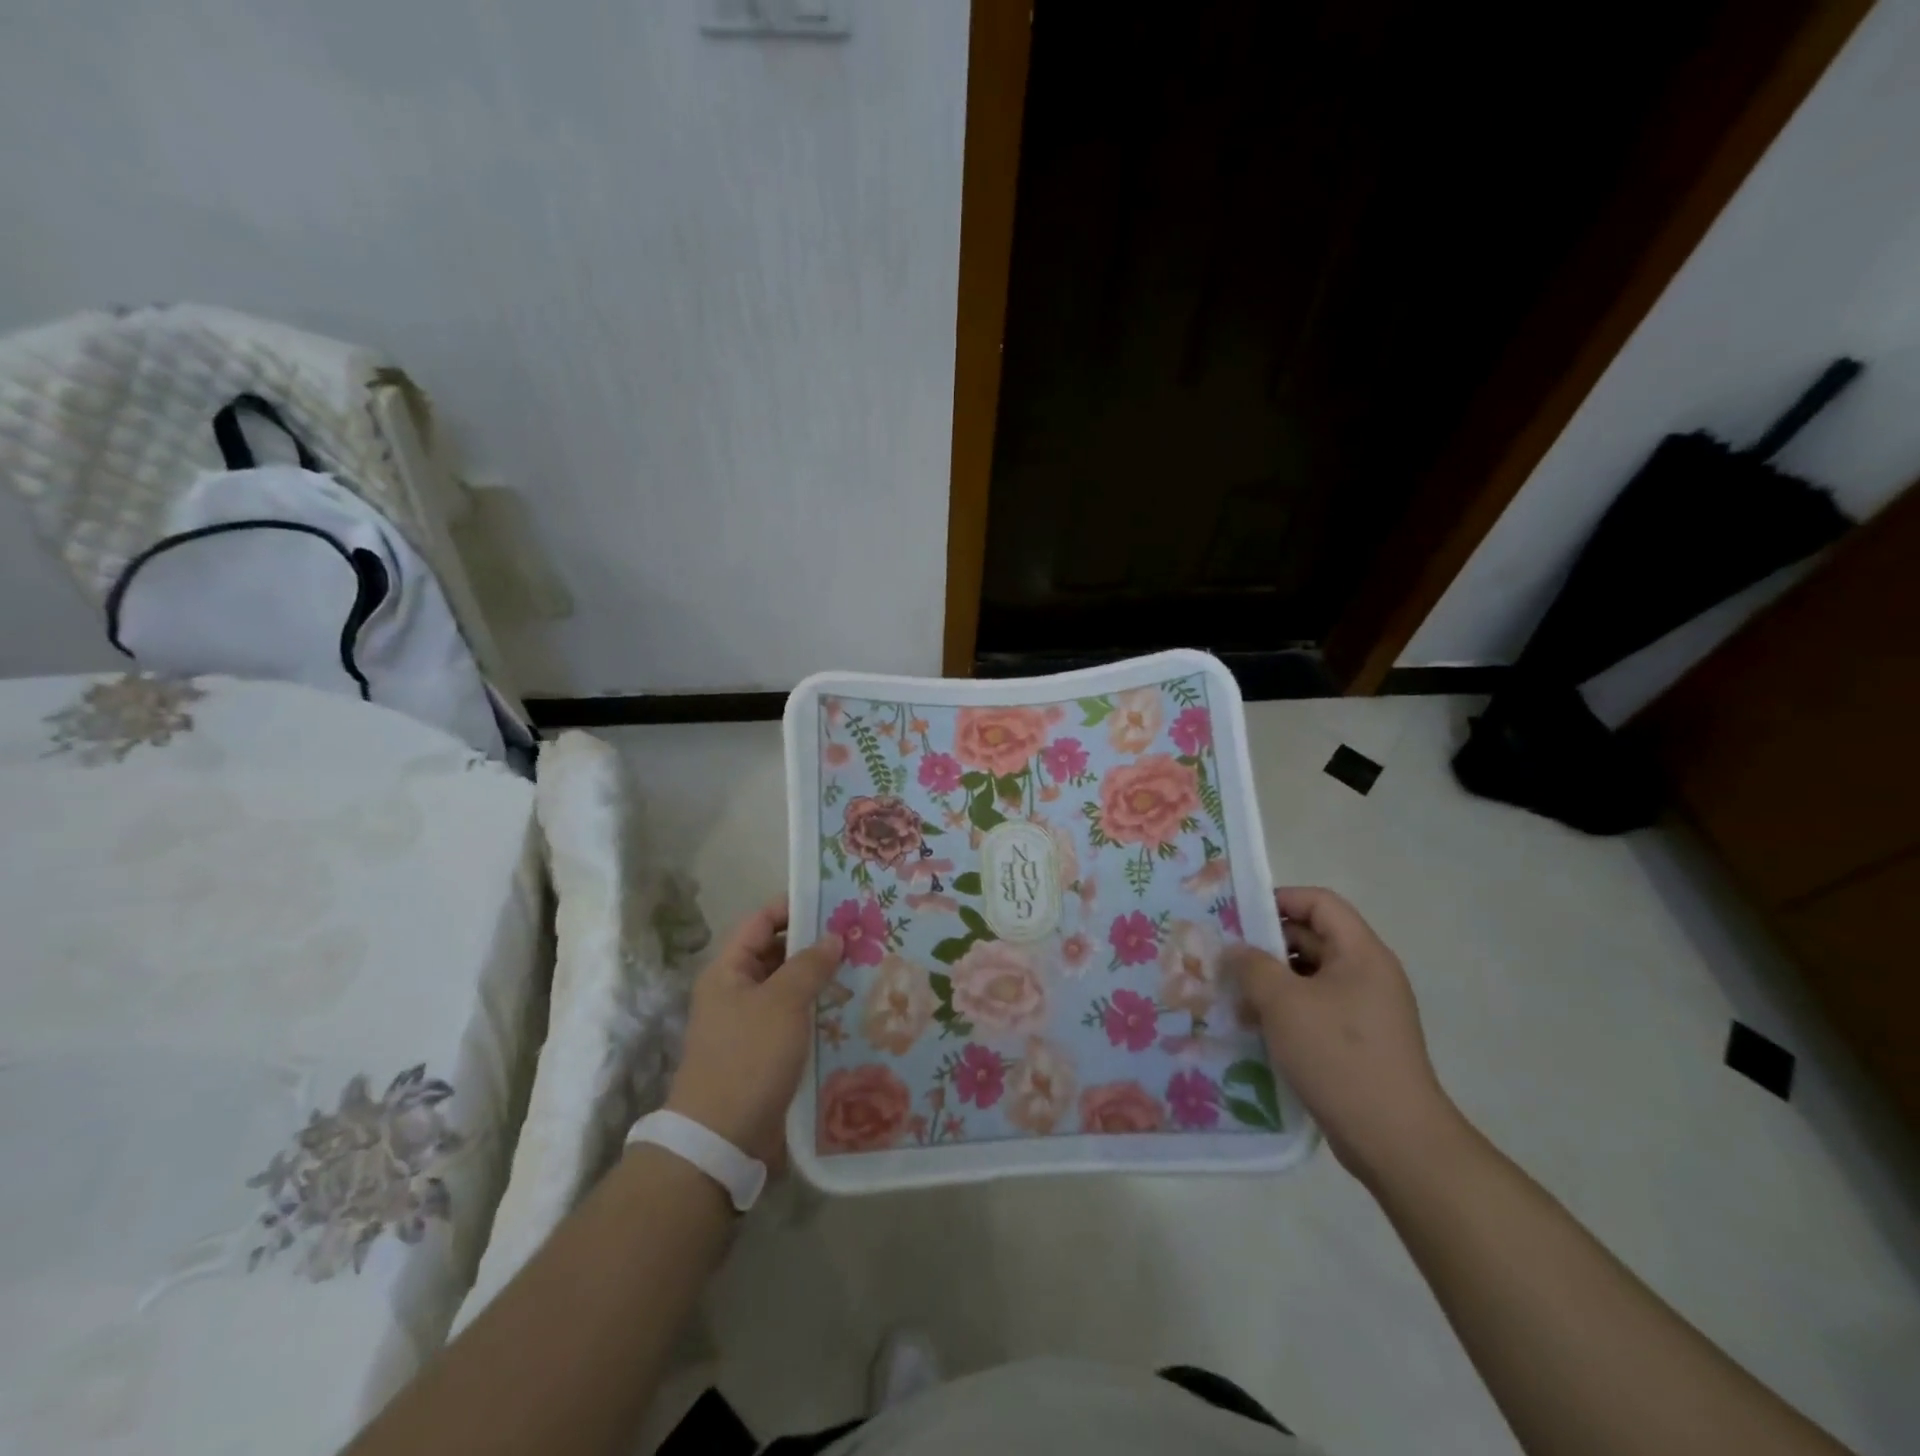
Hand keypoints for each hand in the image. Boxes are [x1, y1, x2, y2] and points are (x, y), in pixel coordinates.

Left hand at [665, 900, 841, 1165]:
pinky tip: (855, 1008)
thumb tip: (833, 937)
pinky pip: (798, 1020)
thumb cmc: (748, 1058)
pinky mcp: (769, 1053)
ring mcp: (753, 1024)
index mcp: (729, 971)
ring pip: (792, 988)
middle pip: (778, 954)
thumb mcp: (782, 1003)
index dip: (794, 907)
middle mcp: (738, 992)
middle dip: (816, 944)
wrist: (723, 1140)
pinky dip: (821, 1011)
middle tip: (861, 934)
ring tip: (867, 966)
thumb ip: (809, 965)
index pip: (761, 921)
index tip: (835, 900)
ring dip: (823, 979)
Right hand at [1223, 887, 1465, 1184]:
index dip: (1278, 900)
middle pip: (1312, 938)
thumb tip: (1236, 950)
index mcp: (1361, 953)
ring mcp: (1364, 1010)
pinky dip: (1283, 1011)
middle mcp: (1367, 974)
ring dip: (1270, 982)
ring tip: (1231, 995)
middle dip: (1266, 945)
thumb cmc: (1339, 1055)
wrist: (1394, 1140)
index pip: (1319, 903)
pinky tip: (1252, 1026)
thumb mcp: (1284, 1002)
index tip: (1238, 916)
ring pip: (1309, 977)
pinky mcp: (1356, 1042)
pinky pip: (1314, 1009)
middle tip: (1224, 956)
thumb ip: (1253, 966)